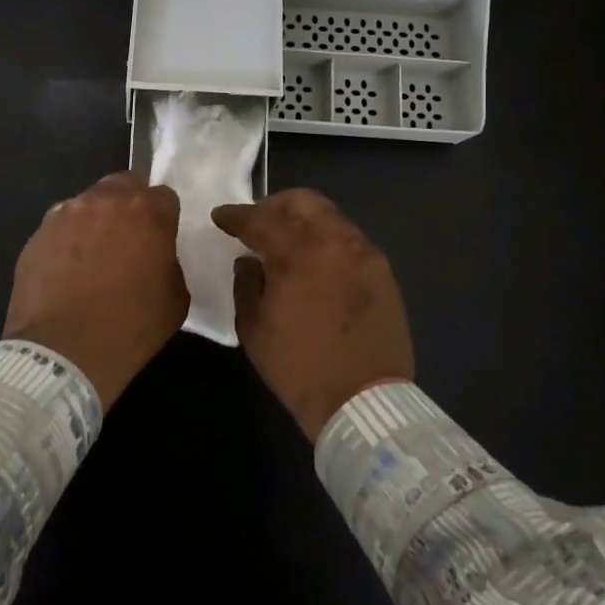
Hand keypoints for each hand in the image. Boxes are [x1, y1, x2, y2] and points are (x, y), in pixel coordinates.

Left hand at [4, 171, 188, 408]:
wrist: (62, 353)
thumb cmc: (129, 329)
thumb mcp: (175, 300)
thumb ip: (170, 264)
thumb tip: (156, 257)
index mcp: (147, 213)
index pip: (164, 195)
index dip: (163, 217)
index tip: (160, 238)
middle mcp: (106, 201)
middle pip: (124, 185)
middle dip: (130, 205)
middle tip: (129, 238)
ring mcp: (67, 213)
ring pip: (89, 202)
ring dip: (97, 219)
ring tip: (94, 255)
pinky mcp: (38, 233)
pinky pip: (61, 225)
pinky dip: (68, 239)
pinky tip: (67, 269)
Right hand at [211, 189, 414, 439]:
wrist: (364, 402)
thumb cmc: (299, 368)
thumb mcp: (254, 329)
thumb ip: (246, 284)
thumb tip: (250, 261)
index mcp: (298, 254)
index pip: (260, 220)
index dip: (236, 215)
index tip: (221, 217)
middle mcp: (335, 242)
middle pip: (303, 202)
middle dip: (274, 206)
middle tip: (258, 222)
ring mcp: (365, 254)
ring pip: (331, 218)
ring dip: (304, 222)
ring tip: (288, 242)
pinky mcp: (384, 272)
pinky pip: (351, 241)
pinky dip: (328, 241)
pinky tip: (318, 263)